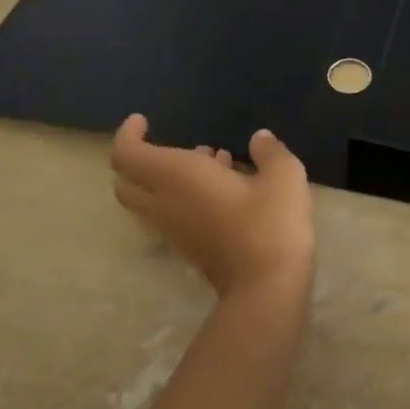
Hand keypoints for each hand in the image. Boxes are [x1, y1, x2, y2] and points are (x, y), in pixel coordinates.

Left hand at [110, 115, 314, 297]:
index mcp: (177, 177)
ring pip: (148, 199)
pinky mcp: (188, 247)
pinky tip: (227, 185)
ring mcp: (173, 229)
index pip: (127, 155)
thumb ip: (269, 151)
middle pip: (126, 181)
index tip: (144, 120)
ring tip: (212, 156)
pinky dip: (182, 194)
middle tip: (168, 142)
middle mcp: (165, 202)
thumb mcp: (283, 176)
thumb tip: (259, 139)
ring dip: (165, 176)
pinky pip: (169, 212)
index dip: (127, 134)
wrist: (267, 288)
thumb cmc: (270, 223)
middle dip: (138, 158)